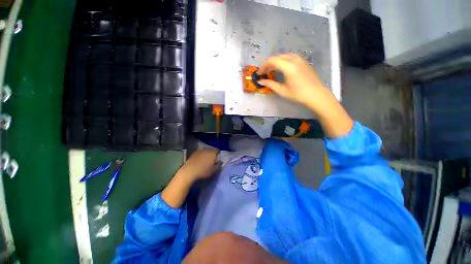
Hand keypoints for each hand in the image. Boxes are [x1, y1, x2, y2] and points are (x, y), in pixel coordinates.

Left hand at [178, 148, 220, 182]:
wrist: (189, 171)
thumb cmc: (204, 171)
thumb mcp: (214, 170)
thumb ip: (219, 165)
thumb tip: (221, 161)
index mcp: (213, 153)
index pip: (217, 150)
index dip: (218, 153)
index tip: (217, 158)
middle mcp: (206, 149)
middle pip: (211, 150)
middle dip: (212, 153)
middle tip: (212, 159)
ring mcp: (199, 151)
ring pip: (205, 151)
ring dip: (206, 154)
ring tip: (205, 160)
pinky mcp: (193, 153)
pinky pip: (199, 153)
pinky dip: (200, 155)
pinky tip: (199, 160)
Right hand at [257, 54, 330, 110]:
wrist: (316, 95)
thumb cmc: (298, 94)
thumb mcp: (282, 90)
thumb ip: (270, 84)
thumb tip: (260, 81)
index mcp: (288, 67)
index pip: (272, 61)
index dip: (263, 67)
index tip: (259, 74)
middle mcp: (294, 60)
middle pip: (277, 57)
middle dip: (269, 64)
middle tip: (264, 73)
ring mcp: (300, 59)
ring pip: (284, 56)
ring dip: (276, 61)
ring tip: (272, 70)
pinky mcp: (304, 62)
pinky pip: (291, 57)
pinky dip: (284, 60)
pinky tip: (283, 67)